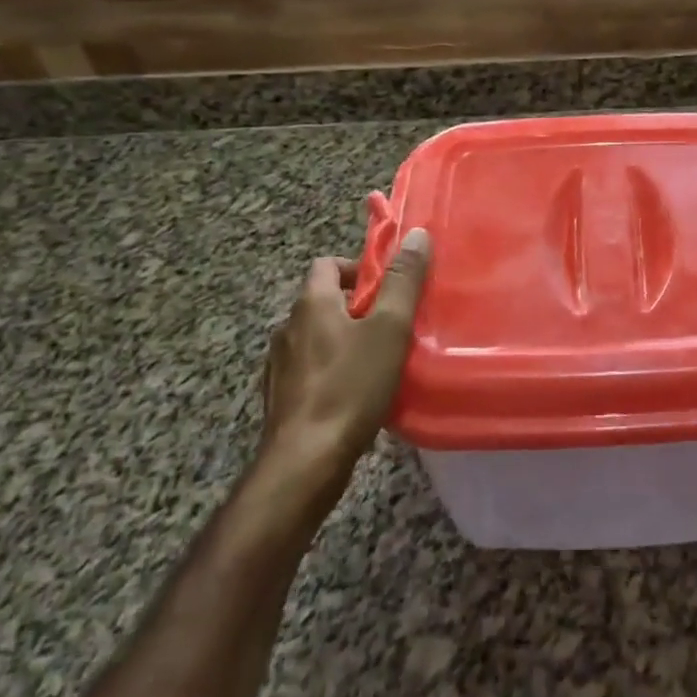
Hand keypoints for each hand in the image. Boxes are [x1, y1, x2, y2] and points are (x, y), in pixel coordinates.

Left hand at [262, 228, 431, 470]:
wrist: (305, 461)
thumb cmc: (350, 386)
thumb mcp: (389, 329)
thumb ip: (404, 281)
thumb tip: (417, 235)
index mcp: (311, 304)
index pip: (327, 264)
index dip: (359, 268)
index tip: (388, 287)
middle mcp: (288, 328)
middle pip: (324, 301)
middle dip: (358, 307)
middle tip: (393, 325)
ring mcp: (279, 366)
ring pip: (318, 338)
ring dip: (345, 340)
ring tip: (379, 361)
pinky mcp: (281, 398)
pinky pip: (311, 370)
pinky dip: (333, 371)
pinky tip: (356, 394)